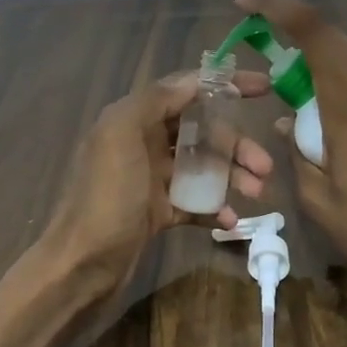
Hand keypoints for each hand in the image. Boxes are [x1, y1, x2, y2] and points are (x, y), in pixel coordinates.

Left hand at [43, 67, 274, 299]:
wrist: (82, 264)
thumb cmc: (105, 197)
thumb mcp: (120, 136)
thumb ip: (154, 102)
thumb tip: (194, 82)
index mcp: (133, 119)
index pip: (186, 90)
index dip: (225, 84)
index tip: (264, 87)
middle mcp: (143, 144)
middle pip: (202, 132)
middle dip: (236, 144)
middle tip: (265, 166)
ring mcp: (152, 180)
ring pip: (203, 167)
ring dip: (233, 176)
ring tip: (257, 193)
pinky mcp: (158, 212)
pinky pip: (195, 202)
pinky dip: (215, 207)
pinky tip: (230, 220)